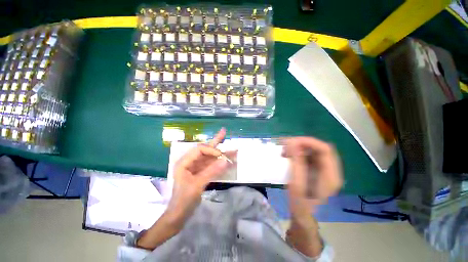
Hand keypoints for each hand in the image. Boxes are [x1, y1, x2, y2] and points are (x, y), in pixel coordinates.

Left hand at [166, 128, 234, 222]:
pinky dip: (221, 163)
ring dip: (222, 153)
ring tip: (232, 147)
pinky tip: (229, 161)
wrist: (179, 215)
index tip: (221, 156)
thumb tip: (225, 160)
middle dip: (216, 142)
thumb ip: (211, 171)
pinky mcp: (202, 172)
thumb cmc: (183, 200)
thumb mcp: (197, 185)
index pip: (200, 150)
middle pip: (205, 149)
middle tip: (224, 131)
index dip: (211, 150)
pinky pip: (212, 165)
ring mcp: (197, 167)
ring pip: (211, 157)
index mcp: (184, 162)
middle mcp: (191, 161)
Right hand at [283, 137, 341, 220]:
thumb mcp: (297, 182)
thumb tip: (292, 142)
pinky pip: (309, 156)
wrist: (301, 213)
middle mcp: (331, 170)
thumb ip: (296, 161)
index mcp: (331, 175)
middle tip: (286, 145)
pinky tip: (289, 155)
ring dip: (299, 148)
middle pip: (320, 148)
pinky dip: (298, 153)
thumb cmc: (299, 201)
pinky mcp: (317, 170)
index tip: (292, 141)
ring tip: (285, 150)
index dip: (309, 142)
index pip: (325, 149)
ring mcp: (324, 170)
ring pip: (314, 151)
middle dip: (302, 144)